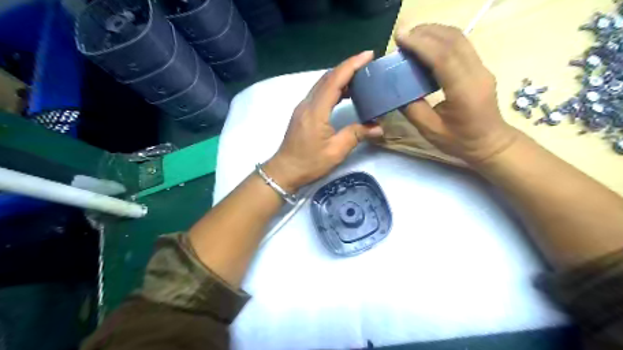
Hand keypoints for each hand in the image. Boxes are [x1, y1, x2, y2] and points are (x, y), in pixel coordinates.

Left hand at [264, 50, 381, 192]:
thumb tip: (378, 127)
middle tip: (368, 64)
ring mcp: (303, 107)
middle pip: (328, 78)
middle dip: (348, 67)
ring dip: (340, 76)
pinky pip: (319, 92)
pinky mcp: (302, 112)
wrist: (285, 170)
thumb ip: (356, 135)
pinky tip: (344, 93)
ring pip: (322, 84)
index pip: (335, 80)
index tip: (368, 55)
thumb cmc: (309, 163)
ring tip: (360, 76)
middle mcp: (308, 103)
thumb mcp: (336, 151)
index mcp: (316, 111)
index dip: (352, 65)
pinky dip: (333, 87)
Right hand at [397, 25, 518, 163]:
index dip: (421, 44)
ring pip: (460, 38)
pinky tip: (427, 45)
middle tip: (402, 36)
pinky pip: (461, 45)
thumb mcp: (430, 130)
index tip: (400, 38)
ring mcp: (481, 68)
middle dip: (426, 33)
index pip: (443, 58)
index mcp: (464, 91)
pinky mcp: (479, 67)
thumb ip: (413, 109)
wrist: (490, 143)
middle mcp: (477, 73)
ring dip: (434, 32)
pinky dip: (442, 39)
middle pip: (453, 40)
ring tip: (412, 37)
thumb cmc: (460, 141)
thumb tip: (398, 91)